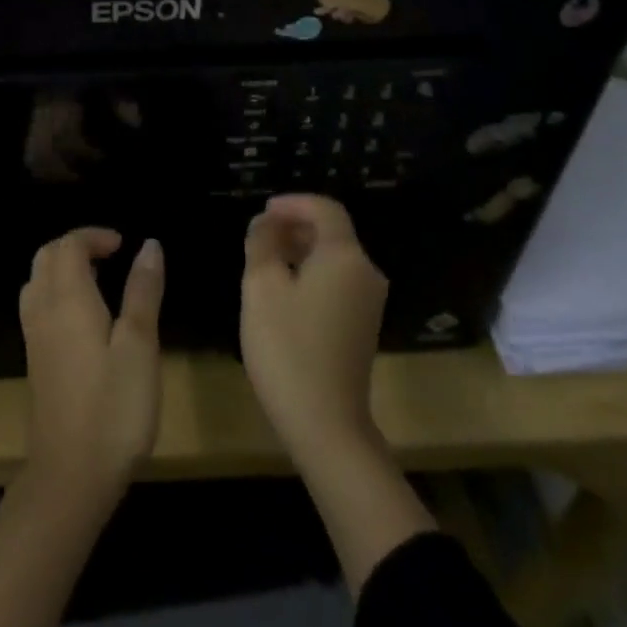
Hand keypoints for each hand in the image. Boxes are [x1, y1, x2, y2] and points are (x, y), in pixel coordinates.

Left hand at [19, 228, 164, 499]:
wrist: (71, 475)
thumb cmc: (114, 407)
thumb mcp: (140, 345)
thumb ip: (143, 292)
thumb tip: (150, 245)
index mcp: (68, 299)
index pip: (68, 245)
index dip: (94, 236)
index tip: (124, 244)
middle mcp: (43, 310)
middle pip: (46, 257)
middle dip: (76, 246)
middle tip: (111, 255)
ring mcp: (34, 337)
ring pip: (37, 281)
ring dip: (63, 268)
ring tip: (99, 279)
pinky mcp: (35, 361)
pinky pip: (37, 305)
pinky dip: (56, 291)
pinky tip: (83, 316)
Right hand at [240, 194, 389, 466]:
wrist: (326, 424)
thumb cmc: (288, 347)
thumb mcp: (261, 287)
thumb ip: (261, 244)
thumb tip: (266, 223)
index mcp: (345, 256)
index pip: (325, 209)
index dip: (293, 203)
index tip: (262, 211)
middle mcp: (365, 272)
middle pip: (332, 233)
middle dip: (294, 226)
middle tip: (258, 235)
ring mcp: (368, 302)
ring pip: (334, 259)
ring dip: (300, 251)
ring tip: (264, 261)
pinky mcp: (363, 326)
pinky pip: (337, 282)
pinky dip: (311, 274)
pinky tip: (283, 292)